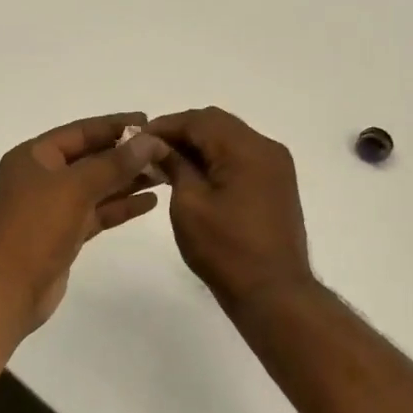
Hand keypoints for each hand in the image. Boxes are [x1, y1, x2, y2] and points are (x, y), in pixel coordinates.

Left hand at [0, 114, 170, 331]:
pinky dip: (120, 206)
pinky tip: (150, 201)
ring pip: (96, 186)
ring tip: (165, 173)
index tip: (149, 122)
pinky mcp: (63, 234)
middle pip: (90, 158)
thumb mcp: (76, 188)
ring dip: (128, 180)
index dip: (115, 125)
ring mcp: (52, 207)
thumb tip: (150, 141)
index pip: (81, 131)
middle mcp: (41, 177)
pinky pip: (97, 212)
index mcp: (34, 156)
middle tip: (164, 151)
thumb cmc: (35, 228)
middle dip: (126, 154)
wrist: (7, 291)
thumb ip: (114, 163)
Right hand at [149, 107, 315, 314]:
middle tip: (150, 151)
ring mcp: (276, 166)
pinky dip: (217, 159)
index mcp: (246, 148)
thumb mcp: (189, 204)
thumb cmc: (226, 249)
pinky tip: (194, 176)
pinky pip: (242, 157)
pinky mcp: (277, 184)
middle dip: (182, 133)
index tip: (136, 140)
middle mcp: (266, 147)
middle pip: (217, 124)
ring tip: (167, 164)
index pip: (199, 120)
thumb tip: (157, 145)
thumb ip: (174, 165)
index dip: (165, 126)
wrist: (274, 293)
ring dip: (199, 145)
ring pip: (230, 139)